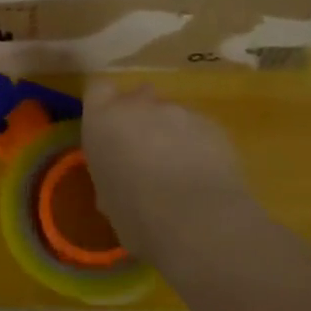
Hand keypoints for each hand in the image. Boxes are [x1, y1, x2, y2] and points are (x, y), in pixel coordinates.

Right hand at [81, 80, 251, 259]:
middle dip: (142, 118)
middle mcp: (139, 106)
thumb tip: (122, 178)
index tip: (110, 127)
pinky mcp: (213, 125)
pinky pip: (200, 130)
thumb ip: (112, 173)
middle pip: (138, 97)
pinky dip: (199, 147)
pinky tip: (204, 177)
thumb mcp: (108, 198)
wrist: (196, 220)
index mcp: (103, 122)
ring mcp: (180, 112)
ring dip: (173, 135)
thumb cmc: (136, 215)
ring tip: (182, 173)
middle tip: (146, 153)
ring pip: (172, 116)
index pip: (97, 89)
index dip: (105, 105)